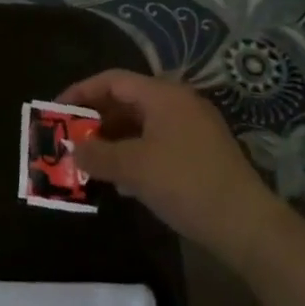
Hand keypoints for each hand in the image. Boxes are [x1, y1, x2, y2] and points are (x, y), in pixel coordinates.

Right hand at [59, 69, 274, 255]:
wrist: (247, 225)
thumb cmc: (185, 183)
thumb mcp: (133, 168)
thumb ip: (98, 154)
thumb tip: (73, 147)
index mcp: (163, 95)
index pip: (113, 80)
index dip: (82, 92)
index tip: (57, 111)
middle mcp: (179, 103)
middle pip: (127, 100)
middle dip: (97, 119)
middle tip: (71, 138)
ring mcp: (193, 128)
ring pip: (142, 124)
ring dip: (114, 139)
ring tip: (91, 160)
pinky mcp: (201, 153)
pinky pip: (157, 142)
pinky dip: (135, 152)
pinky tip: (123, 180)